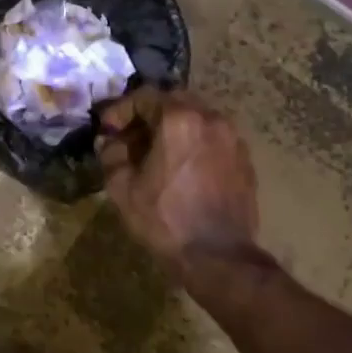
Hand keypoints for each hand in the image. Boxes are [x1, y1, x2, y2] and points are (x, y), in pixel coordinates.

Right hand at [98, 89, 257, 265]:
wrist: (219, 256)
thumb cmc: (165, 219)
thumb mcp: (123, 188)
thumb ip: (111, 154)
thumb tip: (108, 141)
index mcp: (178, 119)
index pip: (144, 96)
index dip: (120, 110)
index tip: (107, 130)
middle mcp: (210, 118)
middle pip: (173, 101)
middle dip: (148, 115)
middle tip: (130, 138)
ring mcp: (232, 137)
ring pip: (196, 117)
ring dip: (173, 127)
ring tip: (156, 153)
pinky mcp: (244, 158)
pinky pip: (212, 137)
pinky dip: (193, 142)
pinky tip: (181, 167)